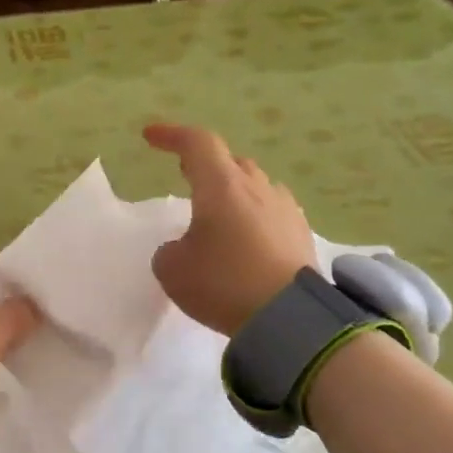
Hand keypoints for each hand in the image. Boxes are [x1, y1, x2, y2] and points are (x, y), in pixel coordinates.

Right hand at [144, 123, 315, 335]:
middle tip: (186, 174)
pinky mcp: (301, 234)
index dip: (172, 135)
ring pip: (255, 185)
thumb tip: (183, 246)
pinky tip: (248, 238)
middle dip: (206, 164)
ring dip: (233, 191)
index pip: (197, 143)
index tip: (150, 136)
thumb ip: (169, 250)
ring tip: (218, 212)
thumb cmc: (222, 283)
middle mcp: (256, 188)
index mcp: (221, 186)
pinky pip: (272, 211)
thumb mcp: (172, 269)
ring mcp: (284, 209)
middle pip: (230, 162)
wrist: (288, 317)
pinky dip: (254, 216)